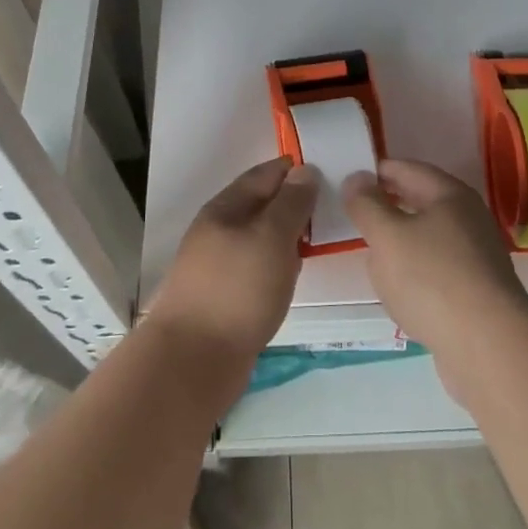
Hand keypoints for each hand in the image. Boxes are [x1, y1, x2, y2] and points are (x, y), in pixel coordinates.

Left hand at [146, 157, 316, 368]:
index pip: (265, 174)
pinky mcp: (224, 295)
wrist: (194, 359)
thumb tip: (305, 171)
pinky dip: (278, 263)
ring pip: (260, 238)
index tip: (331, 169)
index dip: (296, 169)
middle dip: (294, 202)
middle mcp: (219, 230)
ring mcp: (219, 264)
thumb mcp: (271, 237)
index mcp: (226, 207)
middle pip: (262, 205)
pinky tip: (294, 274)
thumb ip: (291, 203)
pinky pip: (258, 266)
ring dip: (287, 235)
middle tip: (334, 206)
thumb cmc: (237, 289)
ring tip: (321, 238)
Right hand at [343, 159, 527, 394]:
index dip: (377, 171)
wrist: (489, 346)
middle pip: (422, 202)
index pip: (407, 169)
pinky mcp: (477, 291)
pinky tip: (399, 290)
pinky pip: (437, 269)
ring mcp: (477, 256)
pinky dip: (415, 271)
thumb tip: (356, 177)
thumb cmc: (432, 279)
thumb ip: (367, 204)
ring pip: (429, 238)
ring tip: (371, 252)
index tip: (348, 179)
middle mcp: (469, 219)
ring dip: (401, 241)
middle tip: (355, 213)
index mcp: (450, 195)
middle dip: (388, 205)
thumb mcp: (387, 236)